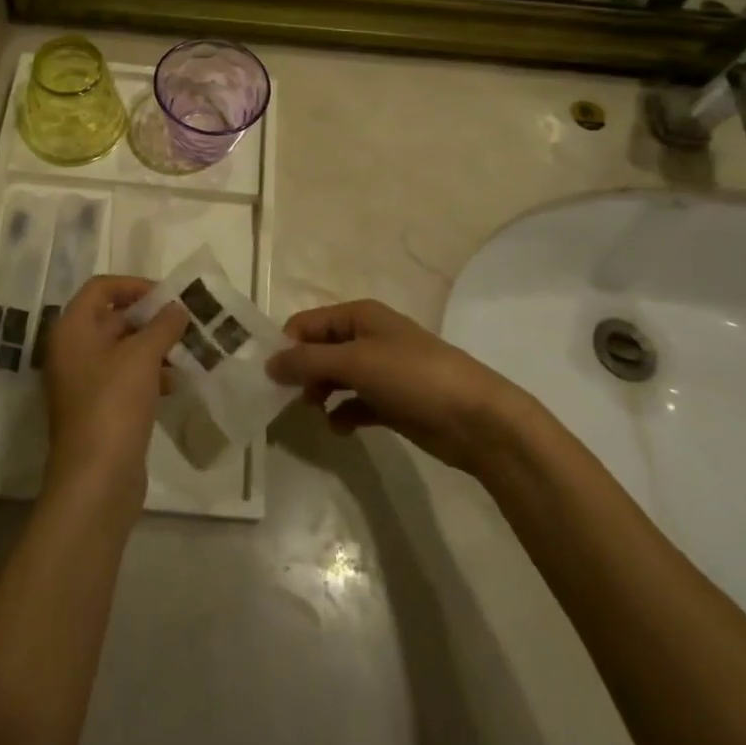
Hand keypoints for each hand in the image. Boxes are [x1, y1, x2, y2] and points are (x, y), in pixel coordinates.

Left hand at [42, 276, 187, 511]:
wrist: (96, 480)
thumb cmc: (114, 404)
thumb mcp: (142, 356)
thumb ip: (162, 325)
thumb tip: (177, 308)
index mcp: (72, 330)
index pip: (100, 288)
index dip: (133, 285)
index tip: (167, 296)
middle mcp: (72, 351)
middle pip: (111, 318)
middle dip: (149, 318)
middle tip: (184, 322)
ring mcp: (83, 383)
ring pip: (121, 351)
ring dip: (153, 347)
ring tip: (186, 351)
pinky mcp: (98, 410)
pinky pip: (125, 379)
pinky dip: (149, 374)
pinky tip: (175, 383)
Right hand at [266, 299, 522, 474]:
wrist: (476, 418)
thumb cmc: (412, 376)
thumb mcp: (355, 362)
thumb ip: (308, 361)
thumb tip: (269, 362)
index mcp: (360, 315)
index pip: (308, 323)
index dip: (287, 345)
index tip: (268, 375)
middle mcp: (368, 337)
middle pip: (320, 349)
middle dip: (302, 371)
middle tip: (288, 399)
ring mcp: (382, 370)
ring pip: (336, 377)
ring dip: (321, 393)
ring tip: (315, 412)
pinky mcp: (392, 402)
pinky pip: (355, 403)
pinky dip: (344, 413)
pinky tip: (340, 429)